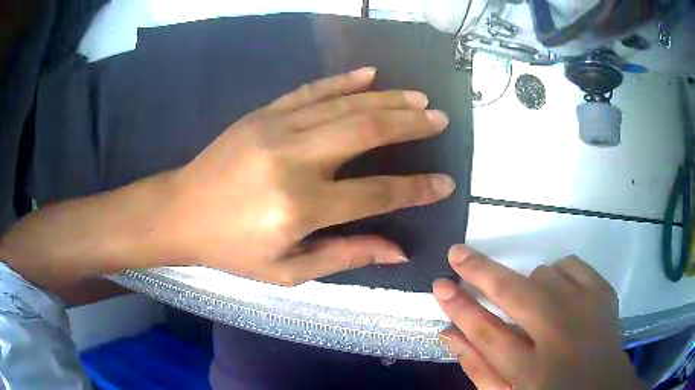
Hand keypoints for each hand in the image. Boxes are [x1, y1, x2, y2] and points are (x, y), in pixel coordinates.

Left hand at [161, 67, 454, 285]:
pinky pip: (312, 90)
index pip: (376, 193)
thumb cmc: (232, 249)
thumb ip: (345, 256)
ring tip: (420, 100)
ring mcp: (276, 128)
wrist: (181, 211)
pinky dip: (345, 80)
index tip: (445, 183)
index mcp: (300, 208)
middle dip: (411, 125)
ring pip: (345, 105)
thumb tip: (398, 250)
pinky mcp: (263, 113)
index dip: (417, 189)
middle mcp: (293, 160)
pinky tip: (371, 74)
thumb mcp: (287, 270)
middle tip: (441, 119)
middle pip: (367, 132)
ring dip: (388, 100)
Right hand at [433, 245, 644, 389]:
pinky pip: (571, 264)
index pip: (486, 334)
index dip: (460, 308)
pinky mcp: (604, 293)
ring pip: (544, 274)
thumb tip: (449, 334)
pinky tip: (559, 296)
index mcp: (532, 372)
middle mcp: (561, 336)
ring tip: (534, 310)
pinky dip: (558, 274)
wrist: (602, 389)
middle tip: (457, 254)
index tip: (439, 285)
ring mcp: (588, 309)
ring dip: (529, 287)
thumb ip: (478, 368)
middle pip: (515, 294)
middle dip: (481, 271)